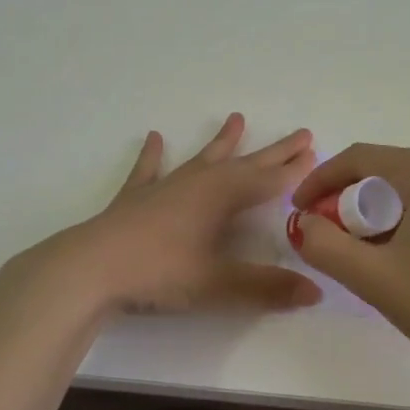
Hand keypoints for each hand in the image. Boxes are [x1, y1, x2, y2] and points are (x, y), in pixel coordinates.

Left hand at [28, 114, 323, 314]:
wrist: (93, 267)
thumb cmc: (161, 272)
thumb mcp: (218, 284)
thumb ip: (267, 288)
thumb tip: (315, 292)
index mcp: (223, 197)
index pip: (269, 181)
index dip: (294, 171)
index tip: (317, 155)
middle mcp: (199, 182)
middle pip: (246, 163)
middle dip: (275, 151)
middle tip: (301, 134)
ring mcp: (166, 186)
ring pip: (203, 158)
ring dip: (222, 141)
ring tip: (237, 118)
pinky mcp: (136, 197)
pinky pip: (149, 169)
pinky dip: (153, 154)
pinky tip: (154, 137)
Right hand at [290, 145, 409, 378]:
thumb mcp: (373, 278)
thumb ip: (324, 245)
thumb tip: (303, 223)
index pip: (360, 158)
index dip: (321, 180)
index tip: (299, 210)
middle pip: (386, 170)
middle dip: (349, 199)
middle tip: (329, 236)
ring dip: (378, 210)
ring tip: (362, 249)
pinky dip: (408, 217)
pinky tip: (402, 252)